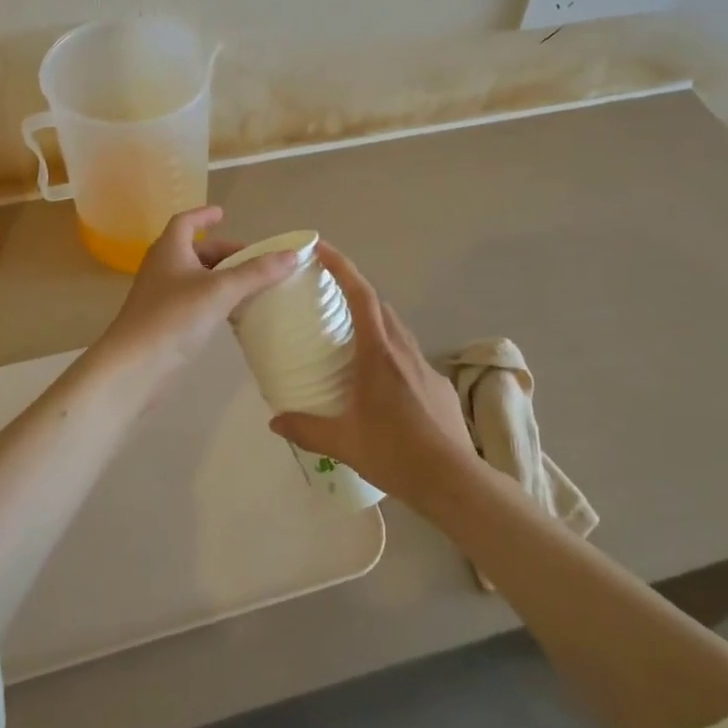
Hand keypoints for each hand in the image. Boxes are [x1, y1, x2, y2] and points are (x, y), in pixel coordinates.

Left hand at [95, 207, 298, 383]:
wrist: (135, 366)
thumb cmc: (175, 317)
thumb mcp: (221, 290)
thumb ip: (256, 272)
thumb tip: (291, 255)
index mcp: (170, 249)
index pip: (186, 222)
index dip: (204, 216)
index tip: (223, 214)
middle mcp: (162, 267)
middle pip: (194, 250)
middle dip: (223, 251)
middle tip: (252, 259)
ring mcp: (160, 296)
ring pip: (194, 276)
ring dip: (219, 276)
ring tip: (248, 283)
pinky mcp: (163, 321)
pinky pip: (193, 299)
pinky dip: (213, 298)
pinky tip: (231, 312)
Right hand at [269, 243, 482, 504]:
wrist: (453, 479)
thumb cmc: (395, 452)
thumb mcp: (344, 443)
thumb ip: (306, 429)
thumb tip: (274, 422)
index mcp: (378, 352)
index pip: (361, 295)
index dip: (342, 267)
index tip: (321, 248)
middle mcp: (403, 349)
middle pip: (379, 305)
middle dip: (354, 291)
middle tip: (328, 295)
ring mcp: (424, 365)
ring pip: (396, 328)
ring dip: (374, 320)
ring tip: (350, 336)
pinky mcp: (438, 383)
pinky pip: (409, 354)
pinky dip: (391, 351)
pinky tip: (381, 380)